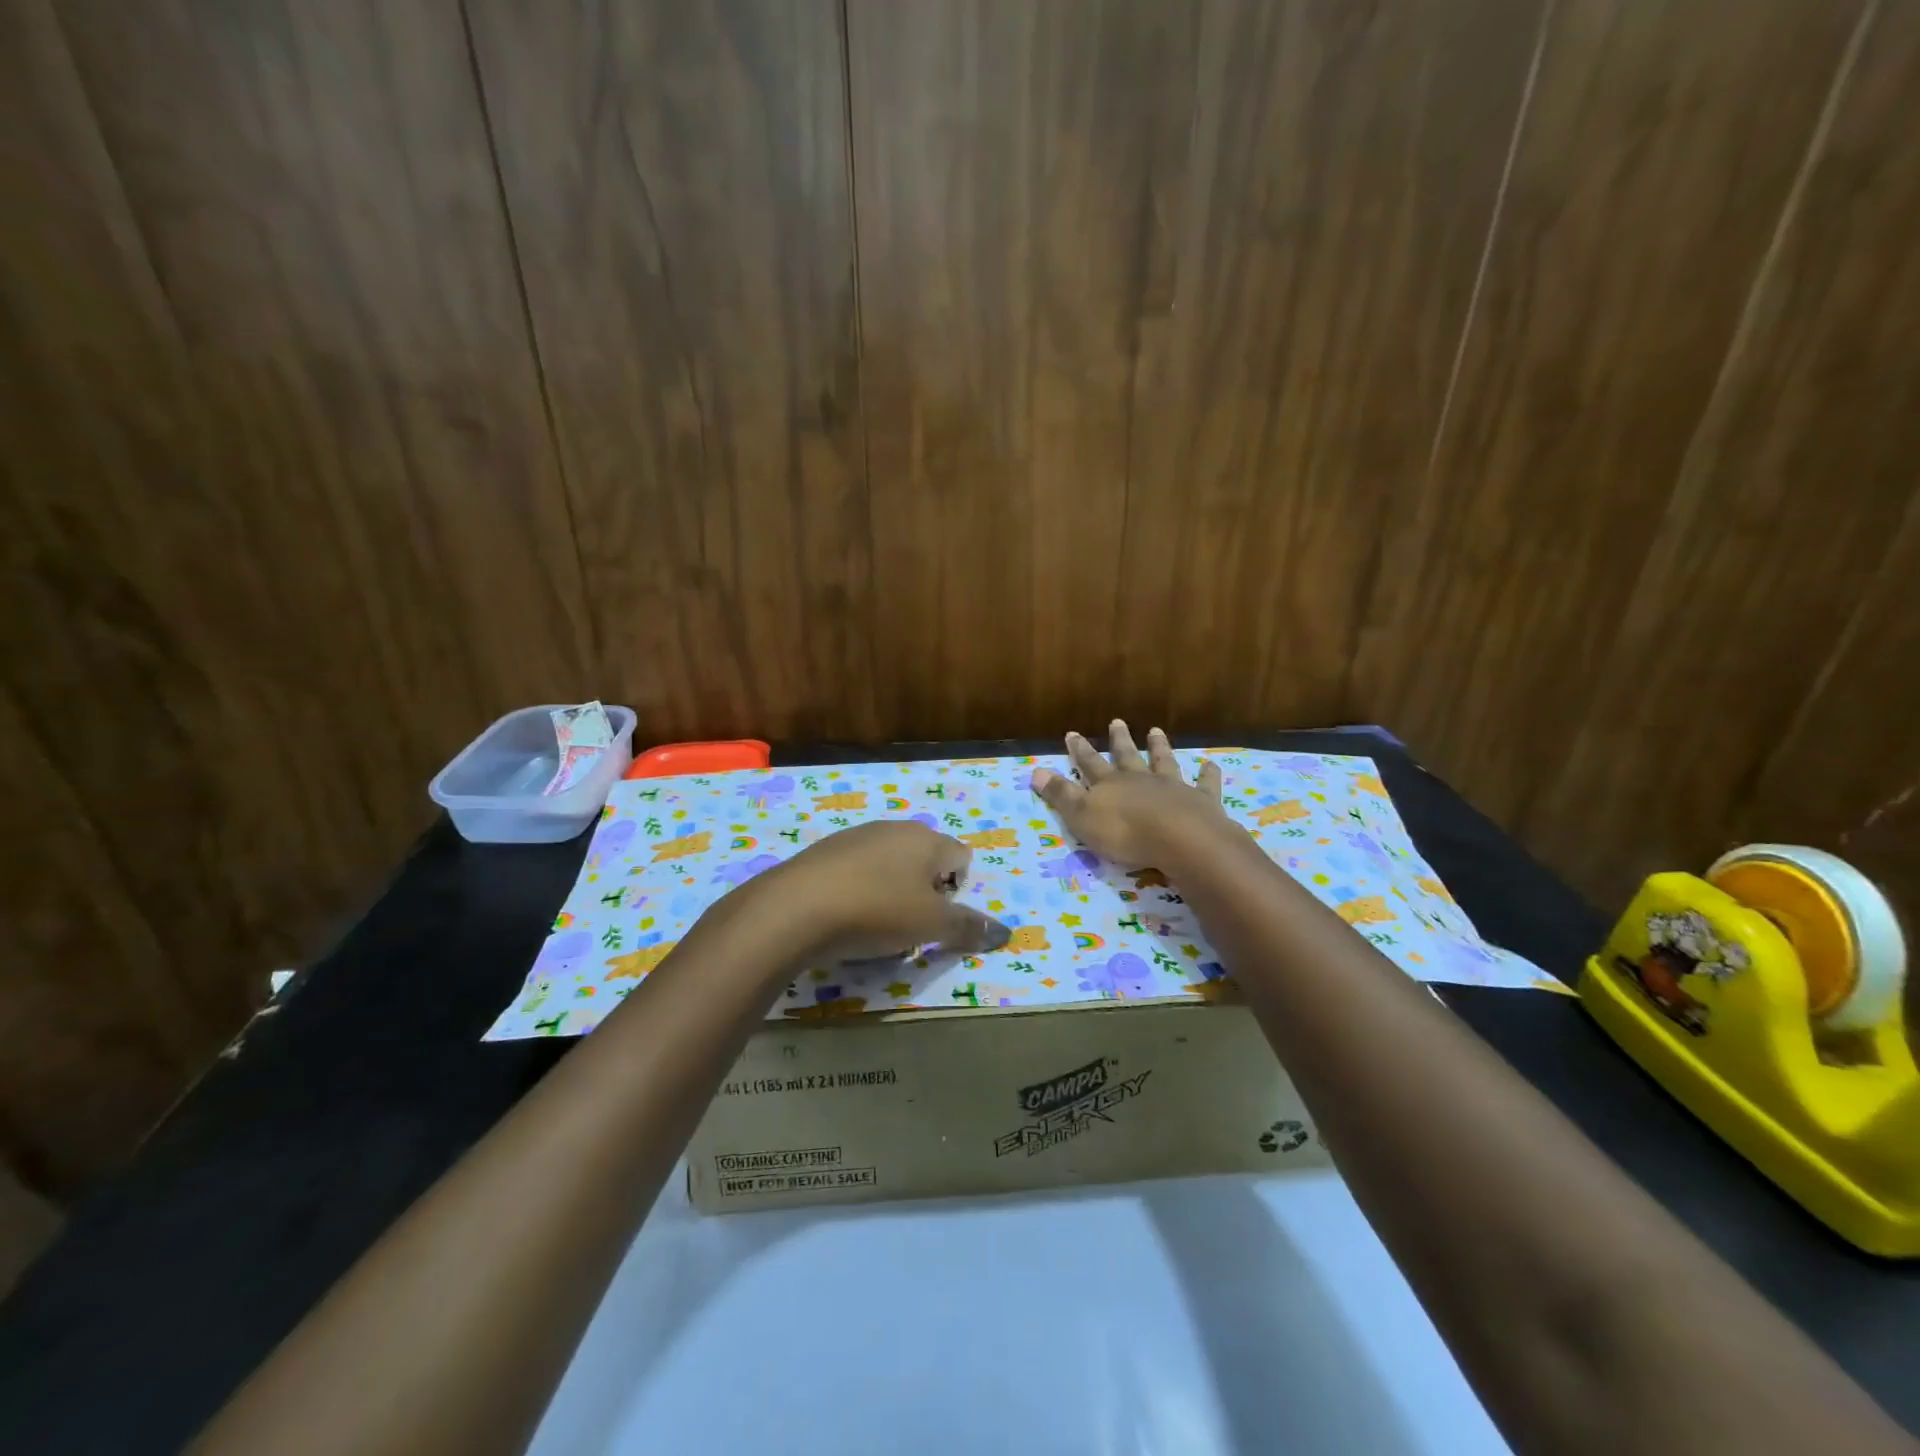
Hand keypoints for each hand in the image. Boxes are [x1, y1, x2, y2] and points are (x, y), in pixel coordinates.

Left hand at [750, 821, 1010, 961]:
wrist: (796, 907)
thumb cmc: (876, 911)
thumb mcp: (930, 926)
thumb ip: (968, 927)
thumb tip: (1004, 932)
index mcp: (927, 839)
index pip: (961, 855)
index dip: (958, 888)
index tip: (938, 917)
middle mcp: (895, 828)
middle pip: (926, 857)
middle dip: (925, 890)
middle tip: (910, 923)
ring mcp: (857, 836)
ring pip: (890, 862)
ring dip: (893, 890)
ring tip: (876, 924)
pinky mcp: (825, 851)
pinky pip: (858, 869)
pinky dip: (861, 890)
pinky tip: (845, 915)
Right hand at [1030, 720, 1232, 865]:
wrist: (1180, 839)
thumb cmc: (1125, 832)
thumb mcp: (1082, 817)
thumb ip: (1061, 795)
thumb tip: (1035, 771)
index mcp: (1110, 785)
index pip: (1090, 763)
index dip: (1080, 750)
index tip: (1072, 733)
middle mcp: (1140, 779)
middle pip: (1127, 756)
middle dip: (1120, 740)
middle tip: (1117, 721)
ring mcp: (1173, 787)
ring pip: (1164, 762)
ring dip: (1160, 747)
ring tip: (1156, 731)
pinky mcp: (1201, 801)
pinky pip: (1205, 784)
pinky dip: (1208, 774)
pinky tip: (1210, 764)